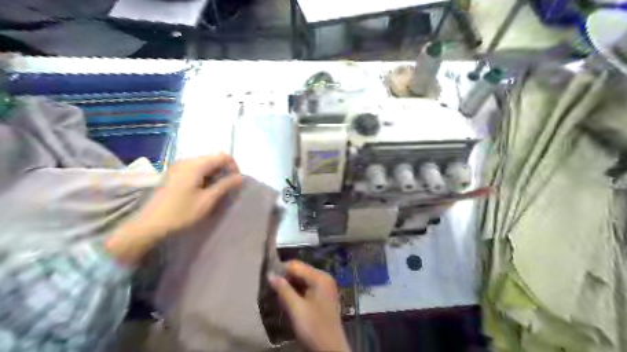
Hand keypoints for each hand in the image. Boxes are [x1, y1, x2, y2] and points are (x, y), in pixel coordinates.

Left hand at [105, 154, 241, 262]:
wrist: (149, 224)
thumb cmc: (180, 213)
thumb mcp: (207, 200)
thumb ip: (224, 186)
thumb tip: (240, 177)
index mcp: (195, 165)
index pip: (222, 156)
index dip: (233, 167)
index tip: (236, 182)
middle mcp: (186, 161)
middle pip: (213, 158)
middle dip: (224, 170)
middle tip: (228, 187)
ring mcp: (178, 166)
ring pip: (205, 163)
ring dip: (215, 174)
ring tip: (217, 190)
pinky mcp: (174, 173)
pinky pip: (195, 168)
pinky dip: (205, 176)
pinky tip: (204, 189)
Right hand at [268, 260, 350, 350]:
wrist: (331, 350)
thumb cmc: (313, 328)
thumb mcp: (296, 309)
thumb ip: (283, 290)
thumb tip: (270, 275)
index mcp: (320, 277)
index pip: (296, 265)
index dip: (281, 270)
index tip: (267, 279)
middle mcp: (324, 277)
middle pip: (300, 271)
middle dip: (285, 278)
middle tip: (271, 288)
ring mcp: (325, 287)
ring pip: (302, 280)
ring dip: (289, 286)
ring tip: (277, 295)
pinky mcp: (323, 296)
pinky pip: (307, 287)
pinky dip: (296, 292)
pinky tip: (287, 300)